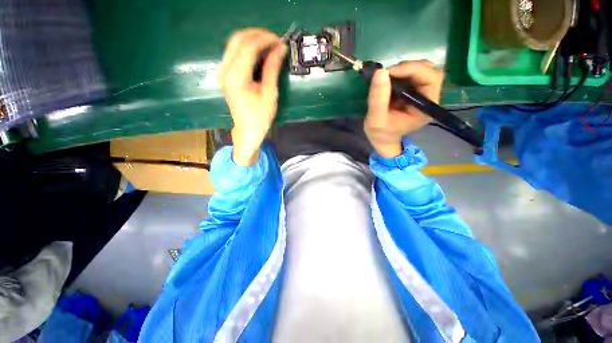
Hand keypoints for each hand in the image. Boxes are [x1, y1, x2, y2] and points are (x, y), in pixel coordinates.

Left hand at [219, 29, 286, 165]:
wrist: (247, 130)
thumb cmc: (260, 116)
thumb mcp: (269, 93)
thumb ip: (272, 69)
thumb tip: (280, 49)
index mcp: (236, 77)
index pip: (248, 47)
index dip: (265, 40)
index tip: (280, 41)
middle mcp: (224, 70)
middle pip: (238, 39)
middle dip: (258, 35)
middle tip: (275, 41)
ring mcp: (222, 71)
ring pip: (234, 43)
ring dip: (252, 39)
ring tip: (269, 45)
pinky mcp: (224, 73)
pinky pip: (233, 52)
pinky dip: (247, 48)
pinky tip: (258, 52)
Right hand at [364, 61, 443, 157]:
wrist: (382, 140)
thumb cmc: (381, 134)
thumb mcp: (375, 121)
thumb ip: (378, 100)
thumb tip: (381, 72)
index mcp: (425, 108)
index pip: (431, 79)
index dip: (413, 70)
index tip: (390, 72)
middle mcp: (429, 99)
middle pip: (429, 71)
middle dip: (408, 68)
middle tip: (387, 74)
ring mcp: (422, 95)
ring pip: (421, 71)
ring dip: (403, 70)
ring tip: (386, 78)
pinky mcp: (413, 93)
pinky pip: (411, 76)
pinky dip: (399, 74)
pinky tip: (388, 81)